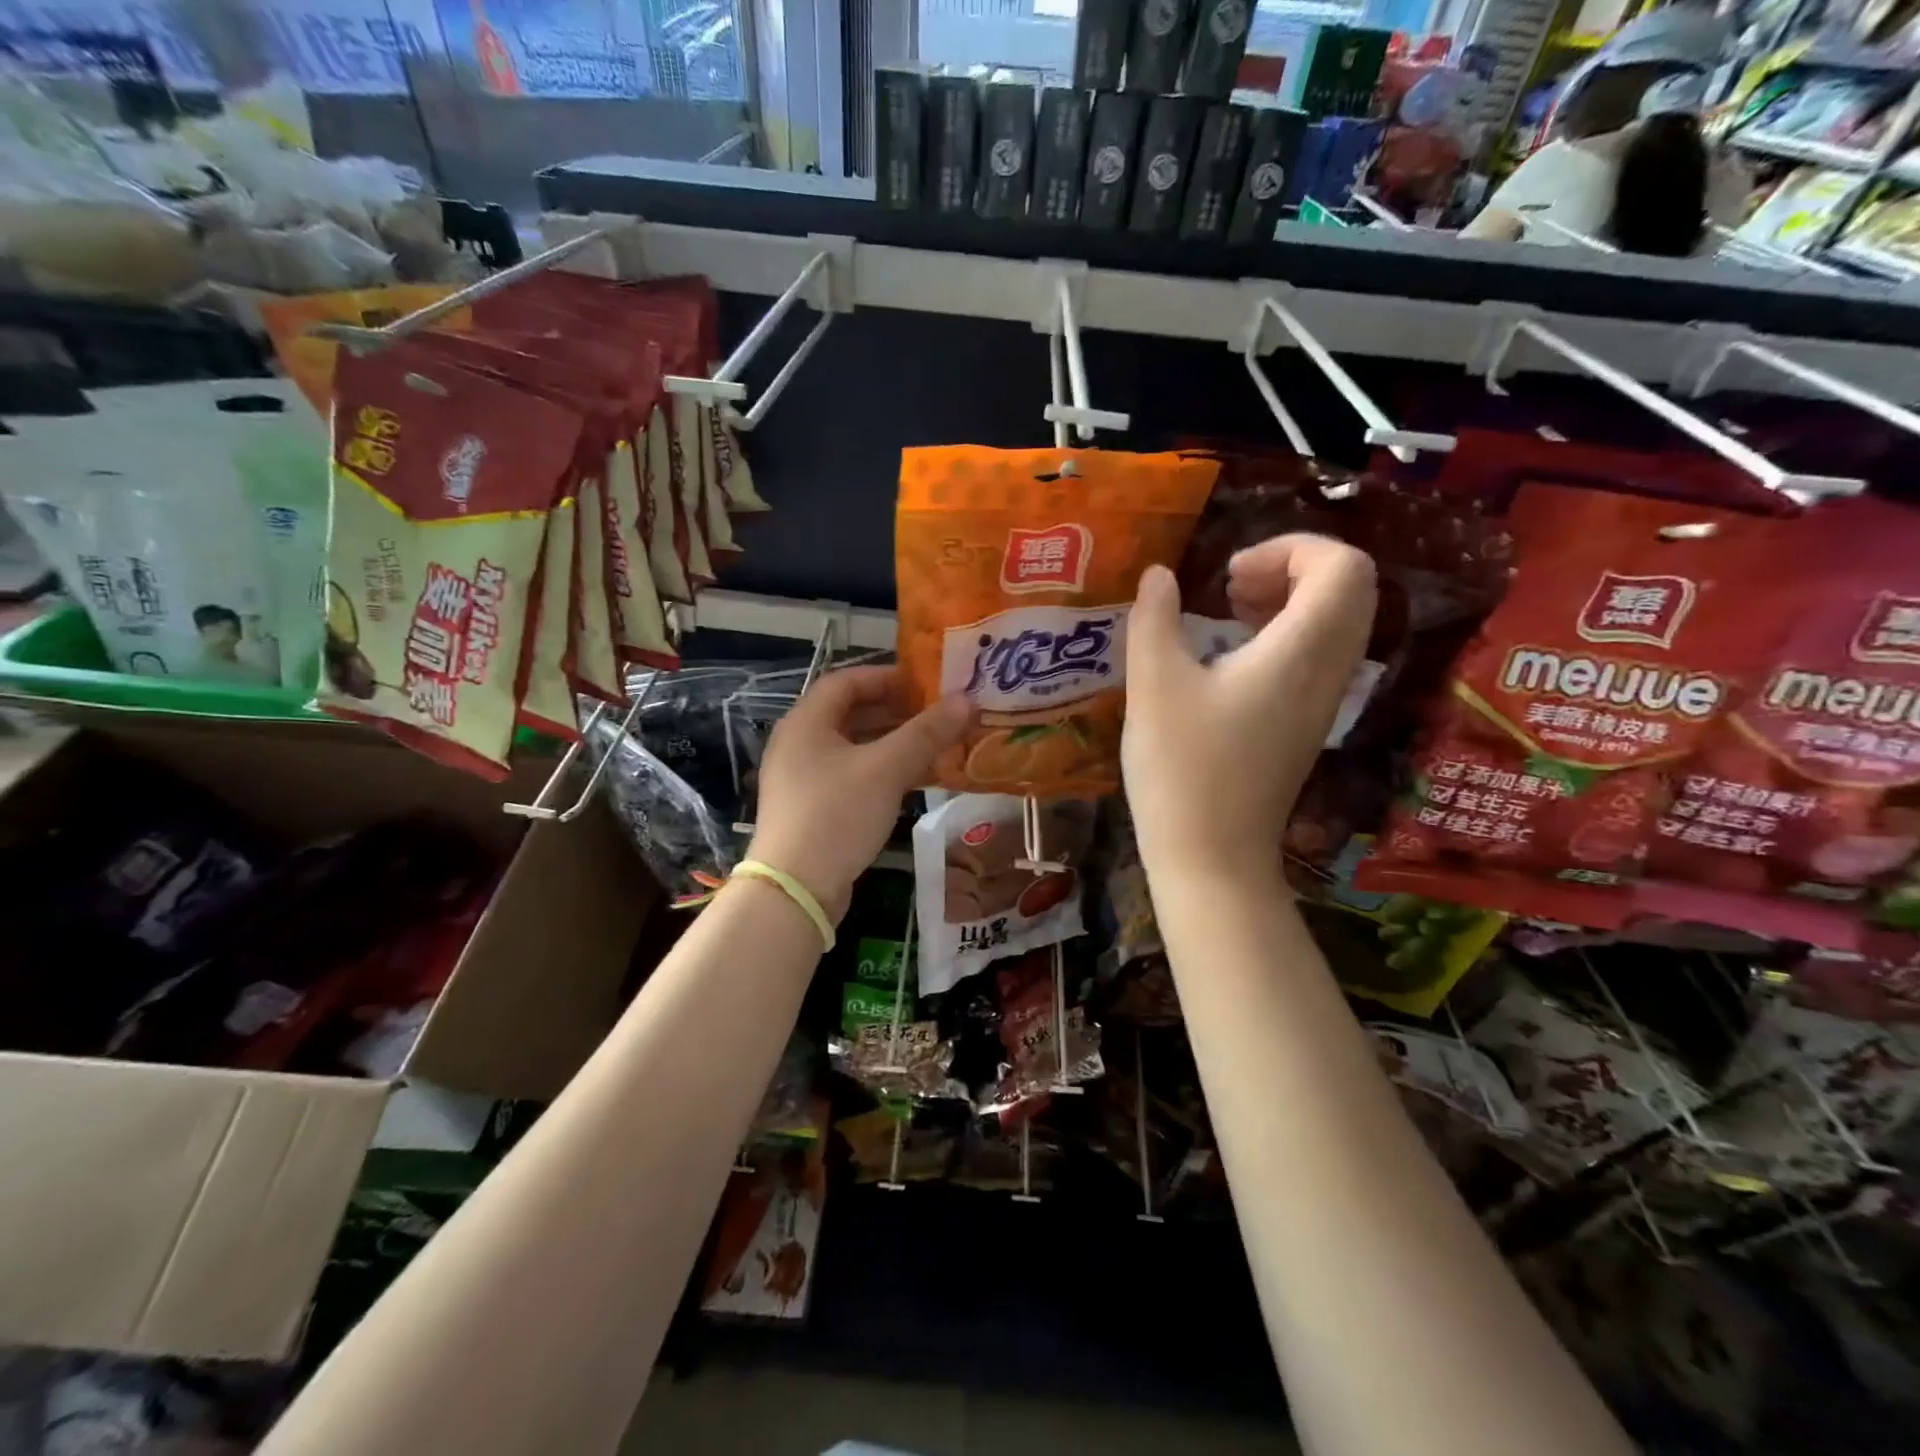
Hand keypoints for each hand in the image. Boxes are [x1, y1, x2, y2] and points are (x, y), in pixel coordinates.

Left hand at [749, 666, 972, 920]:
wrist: (796, 890)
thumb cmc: (837, 814)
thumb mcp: (887, 769)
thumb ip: (927, 733)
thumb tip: (967, 700)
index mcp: (806, 722)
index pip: (846, 681)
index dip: (886, 678)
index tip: (925, 685)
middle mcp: (798, 744)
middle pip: (850, 714)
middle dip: (895, 713)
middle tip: (937, 716)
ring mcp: (802, 779)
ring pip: (853, 749)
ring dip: (892, 745)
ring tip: (934, 747)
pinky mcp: (811, 810)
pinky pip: (850, 777)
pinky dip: (881, 773)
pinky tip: (914, 782)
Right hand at [1122, 534, 1376, 877]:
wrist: (1212, 857)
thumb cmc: (1181, 769)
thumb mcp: (1153, 686)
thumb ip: (1154, 619)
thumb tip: (1158, 575)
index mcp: (1300, 652)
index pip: (1343, 566)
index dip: (1291, 548)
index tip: (1229, 572)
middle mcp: (1329, 671)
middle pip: (1352, 588)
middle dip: (1293, 567)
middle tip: (1231, 583)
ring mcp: (1324, 700)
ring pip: (1339, 621)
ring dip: (1291, 598)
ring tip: (1230, 608)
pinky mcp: (1308, 723)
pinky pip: (1322, 653)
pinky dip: (1288, 632)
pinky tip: (1234, 652)